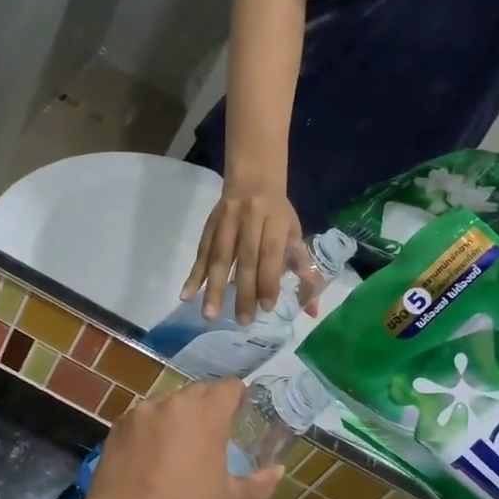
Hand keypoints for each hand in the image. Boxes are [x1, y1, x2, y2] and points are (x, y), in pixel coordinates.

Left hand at [81, 379, 281, 498]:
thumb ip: (259, 483)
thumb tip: (278, 470)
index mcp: (207, 413)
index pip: (229, 386)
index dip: (237, 398)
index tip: (239, 416)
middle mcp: (174, 402)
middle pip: (198, 391)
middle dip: (207, 407)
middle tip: (211, 436)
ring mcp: (142, 411)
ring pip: (167, 404)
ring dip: (177, 418)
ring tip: (176, 449)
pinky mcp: (118, 425)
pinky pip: (142, 418)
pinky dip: (150, 430)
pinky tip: (148, 457)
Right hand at [182, 179, 308, 323]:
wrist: (252, 176)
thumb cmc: (277, 212)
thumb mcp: (294, 234)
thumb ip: (303, 271)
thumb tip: (312, 310)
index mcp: (274, 221)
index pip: (270, 253)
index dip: (268, 279)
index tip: (267, 307)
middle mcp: (249, 221)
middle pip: (245, 259)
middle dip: (243, 291)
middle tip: (242, 321)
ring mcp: (226, 223)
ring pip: (219, 257)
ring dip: (213, 287)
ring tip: (209, 314)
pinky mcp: (209, 226)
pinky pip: (201, 252)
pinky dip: (194, 274)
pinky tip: (186, 294)